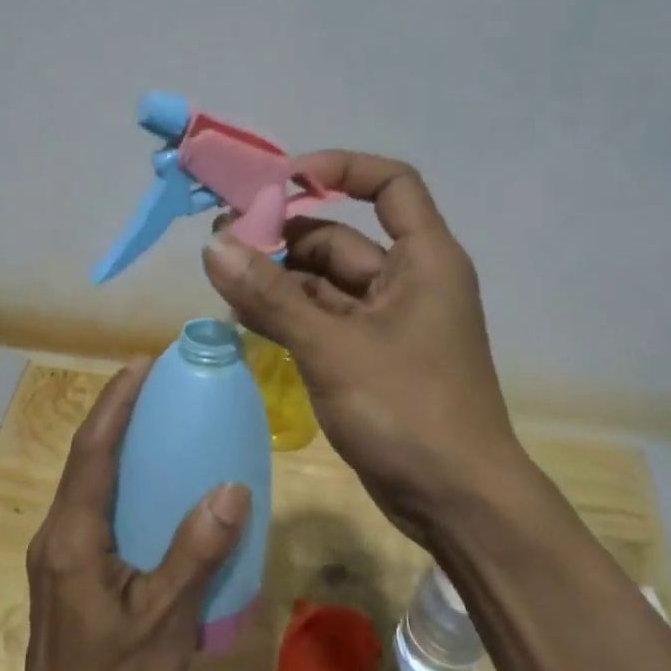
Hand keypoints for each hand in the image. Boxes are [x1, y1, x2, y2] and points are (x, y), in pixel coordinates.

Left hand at [14, 360, 251, 670]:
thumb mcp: (164, 619)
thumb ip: (196, 553)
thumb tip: (231, 488)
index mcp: (73, 536)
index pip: (92, 451)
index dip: (115, 403)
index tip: (141, 364)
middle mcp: (56, 535)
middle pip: (84, 458)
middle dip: (114, 414)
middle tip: (155, 384)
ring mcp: (57, 555)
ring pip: (85, 483)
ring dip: (114, 445)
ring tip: (154, 423)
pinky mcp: (64, 573)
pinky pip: (91, 509)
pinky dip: (116, 481)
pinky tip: (148, 492)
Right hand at [202, 151, 521, 544]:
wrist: (457, 502)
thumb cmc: (408, 410)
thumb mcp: (332, 348)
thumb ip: (271, 296)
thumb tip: (213, 246)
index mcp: (424, 260)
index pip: (391, 184)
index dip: (340, 169)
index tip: (282, 180)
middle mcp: (409, 282)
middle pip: (342, 239)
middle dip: (284, 238)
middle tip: (223, 244)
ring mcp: (390, 324)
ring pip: (326, 285)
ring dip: (278, 282)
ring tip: (222, 282)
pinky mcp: (372, 360)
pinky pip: (324, 322)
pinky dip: (289, 317)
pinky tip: (244, 319)